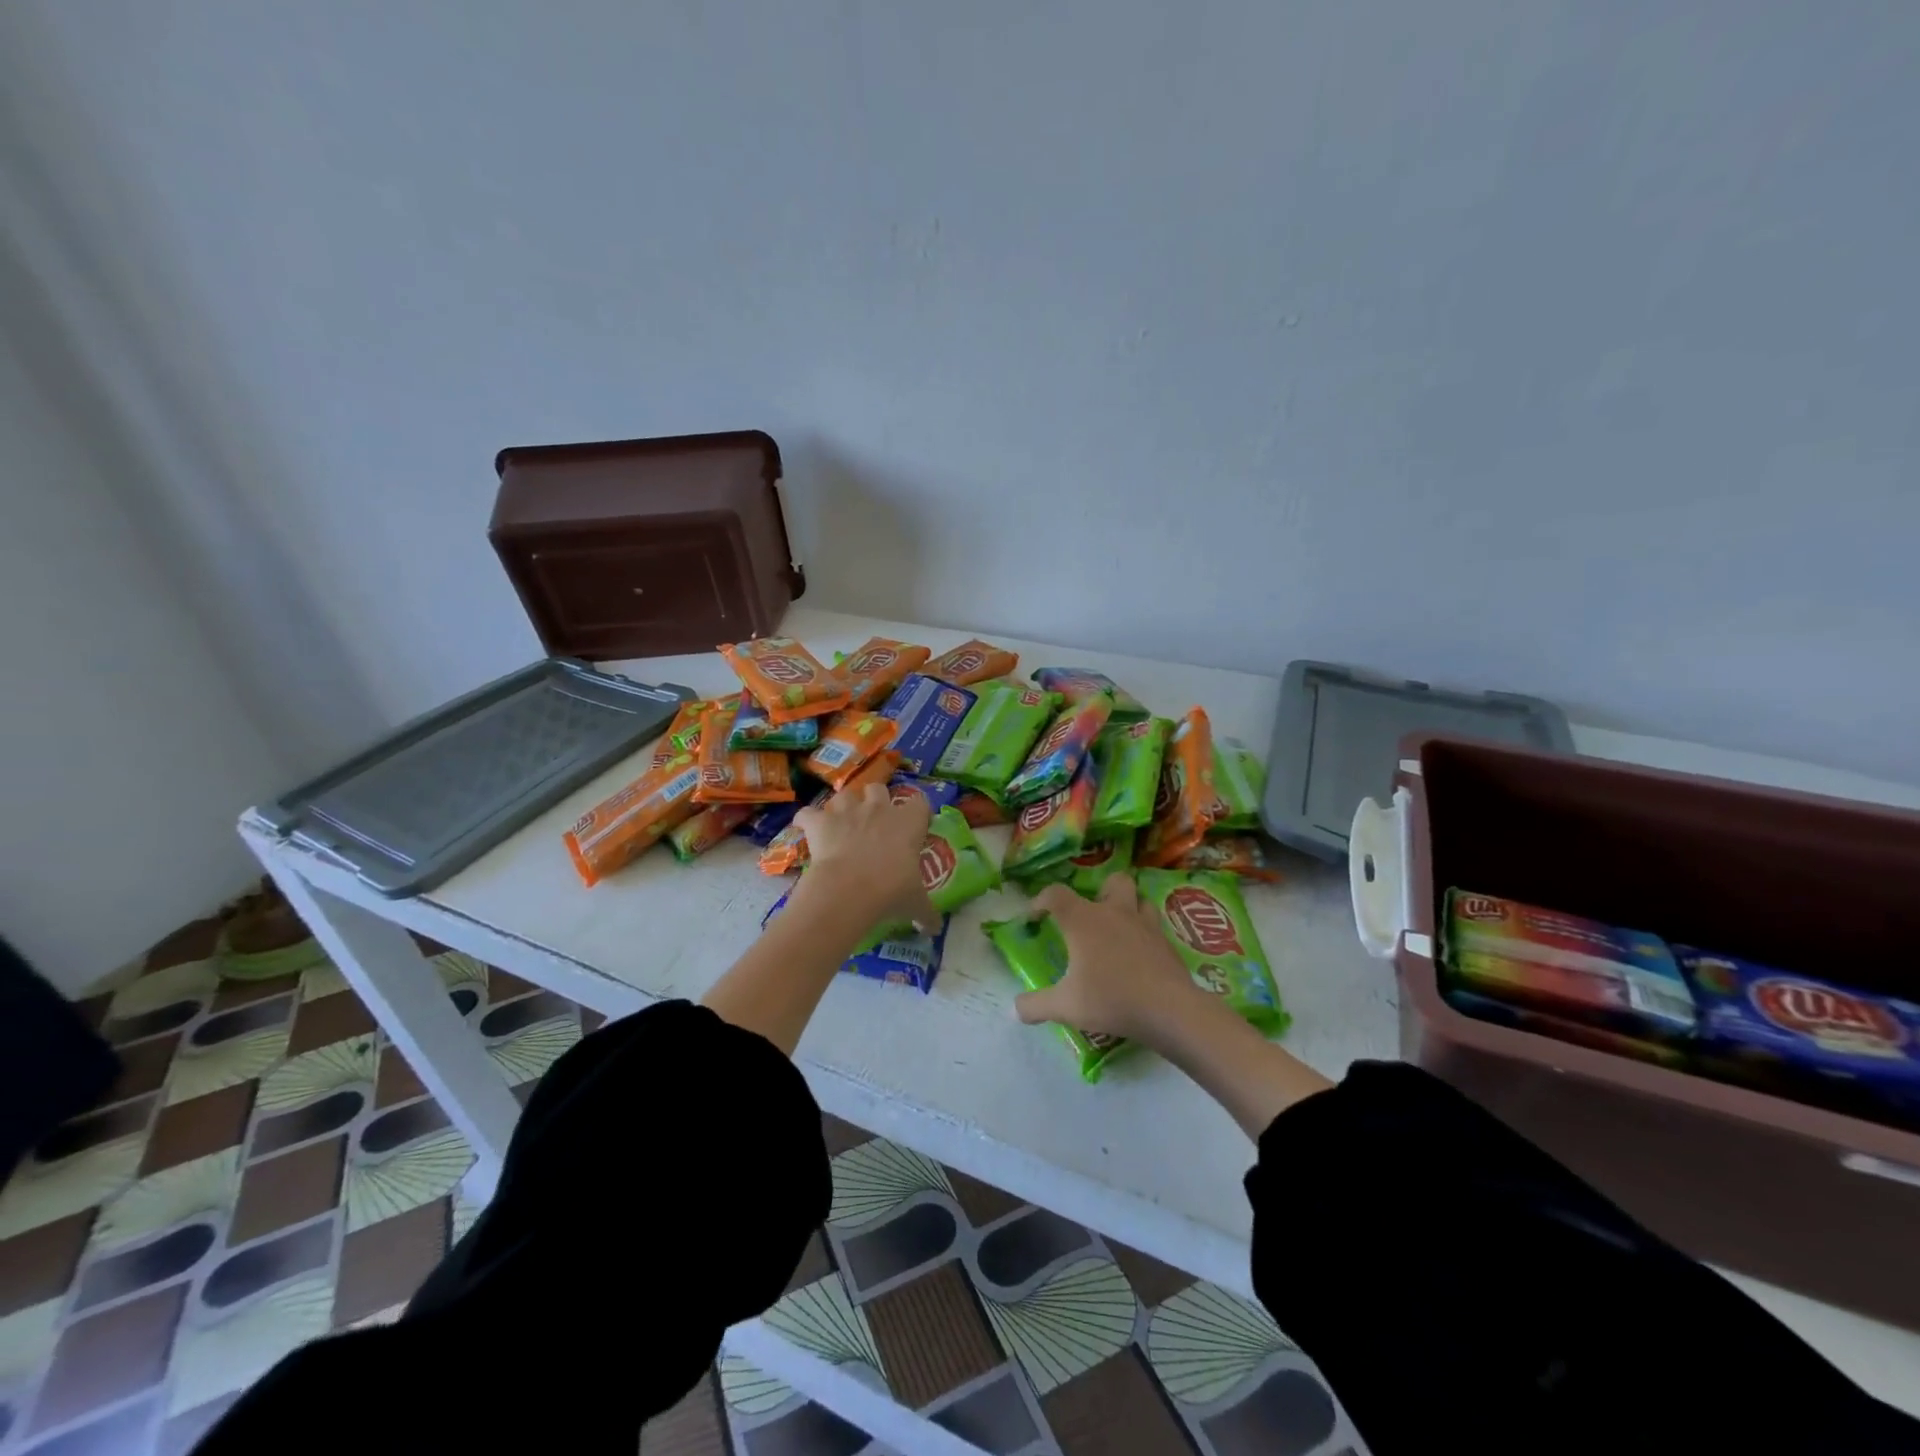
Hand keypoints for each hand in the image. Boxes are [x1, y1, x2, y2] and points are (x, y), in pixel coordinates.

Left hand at [793, 782, 937, 931]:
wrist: (850, 890)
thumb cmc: (891, 891)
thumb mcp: (915, 904)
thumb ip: (927, 913)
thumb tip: (936, 929)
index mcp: (908, 823)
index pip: (920, 803)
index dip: (916, 813)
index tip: (913, 828)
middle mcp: (878, 809)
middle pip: (878, 789)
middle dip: (875, 800)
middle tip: (874, 823)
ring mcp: (846, 812)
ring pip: (844, 795)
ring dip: (843, 806)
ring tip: (842, 824)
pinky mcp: (820, 823)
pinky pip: (807, 813)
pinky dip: (806, 819)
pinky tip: (807, 828)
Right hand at [1014, 877, 1205, 1044]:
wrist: (1169, 1009)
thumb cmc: (1111, 999)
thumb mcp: (1066, 1006)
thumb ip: (1036, 1005)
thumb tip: (1015, 1008)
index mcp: (1084, 920)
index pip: (1056, 894)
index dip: (1041, 900)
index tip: (1035, 917)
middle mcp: (1114, 913)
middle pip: (1113, 881)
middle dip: (1101, 891)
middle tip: (1092, 916)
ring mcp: (1145, 924)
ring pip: (1139, 899)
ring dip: (1128, 907)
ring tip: (1118, 930)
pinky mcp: (1166, 942)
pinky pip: (1154, 926)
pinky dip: (1145, 934)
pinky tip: (1140, 956)